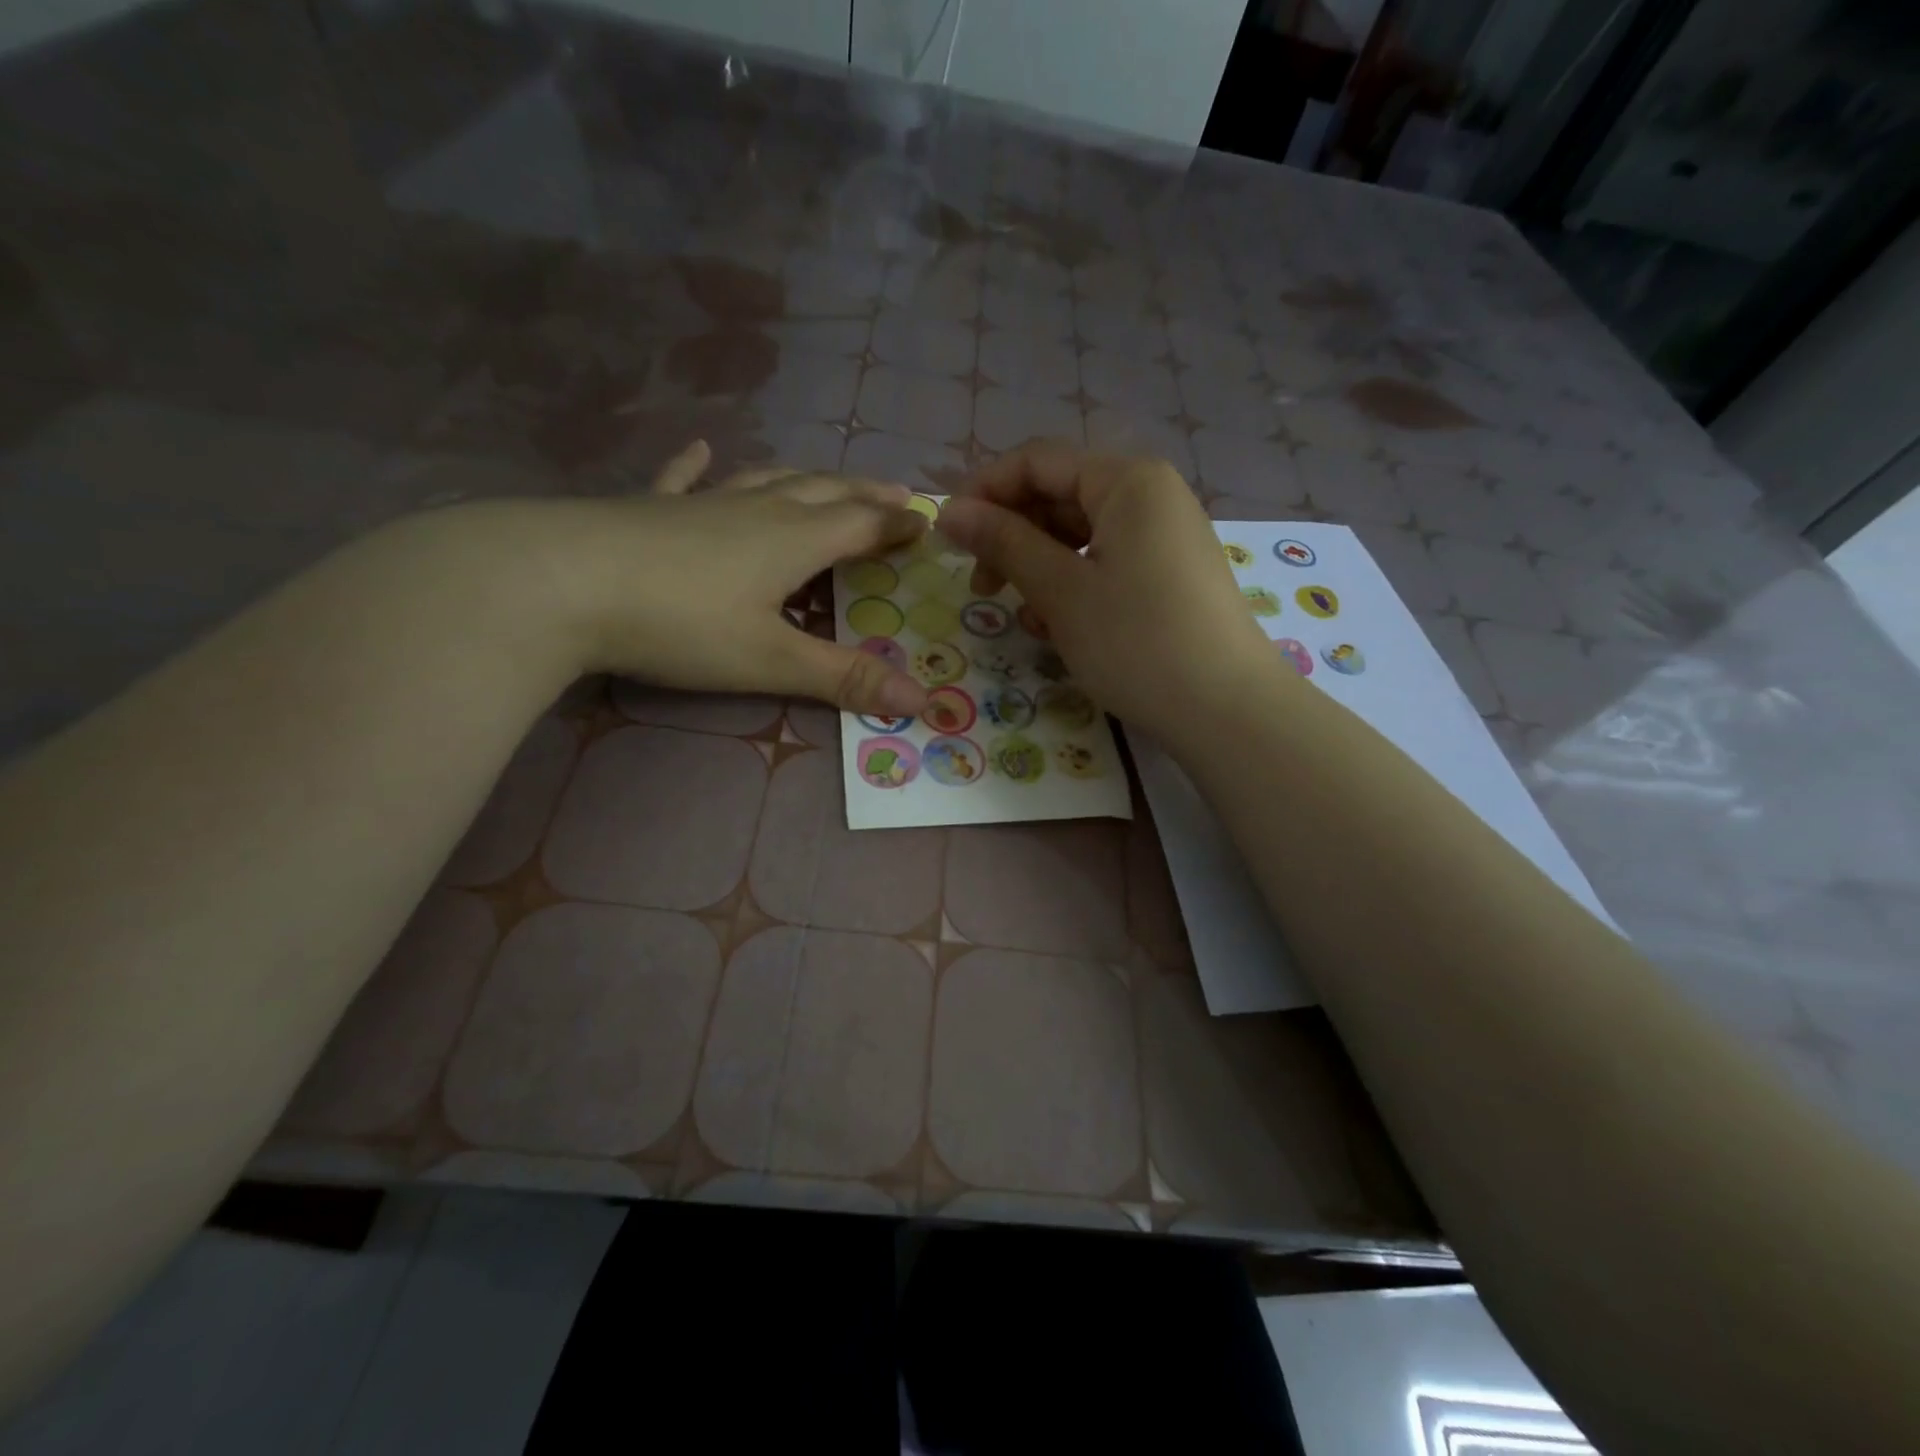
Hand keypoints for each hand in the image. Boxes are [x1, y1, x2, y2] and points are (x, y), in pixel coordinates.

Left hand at [436, 441, 930, 718]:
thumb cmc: (679, 623)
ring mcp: (700, 504)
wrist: (558, 582)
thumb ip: (844, 679)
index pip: (861, 525)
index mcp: (792, 540)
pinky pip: (685, 480)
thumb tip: (923, 704)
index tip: (927, 523)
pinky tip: (702, 449)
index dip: (897, 526)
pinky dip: (699, 466)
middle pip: (824, 493)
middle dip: (865, 496)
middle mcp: (756, 510)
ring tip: (828, 480)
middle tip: (895, 496)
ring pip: (768, 480)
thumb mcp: (770, 660)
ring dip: (806, 479)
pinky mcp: (649, 509)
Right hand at [939, 440, 1279, 740]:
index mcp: (1127, 480)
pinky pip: (1106, 563)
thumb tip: (949, 511)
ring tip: (1023, 615)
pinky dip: (1073, 586)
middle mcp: (1150, 495)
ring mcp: (1164, 536)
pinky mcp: (1168, 575)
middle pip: (1060, 496)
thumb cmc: (1137, 641)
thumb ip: (1004, 543)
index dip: (985, 491)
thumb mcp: (1061, 591)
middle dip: (1013, 535)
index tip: (949, 536)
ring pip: (1080, 535)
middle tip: (981, 585)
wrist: (1226, 710)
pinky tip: (1057, 627)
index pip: (1037, 462)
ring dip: (1039, 567)